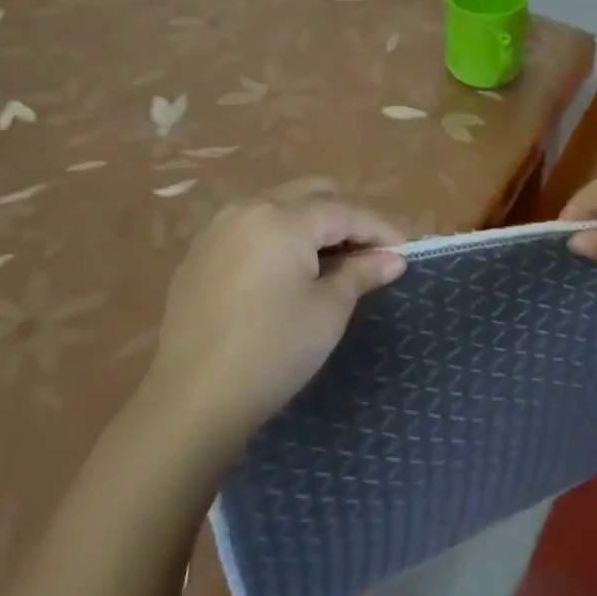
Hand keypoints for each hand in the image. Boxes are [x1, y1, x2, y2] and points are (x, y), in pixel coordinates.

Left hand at [144, 179, 405, 452]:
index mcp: (282, 218)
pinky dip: (277, 238)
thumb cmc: (272, 352)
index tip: (403, 251)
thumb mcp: (327, 312)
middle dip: (343, 218)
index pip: (344, 211)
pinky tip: (284, 275)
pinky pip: (250, 227)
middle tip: (364, 255)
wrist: (193, 401)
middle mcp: (248, 208)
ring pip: (278, 206)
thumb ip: (361, 274)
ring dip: (309, 224)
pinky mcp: (199, 253)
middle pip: (310, 194)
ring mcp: (218, 228)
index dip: (378, 230)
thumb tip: (393, 259)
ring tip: (327, 264)